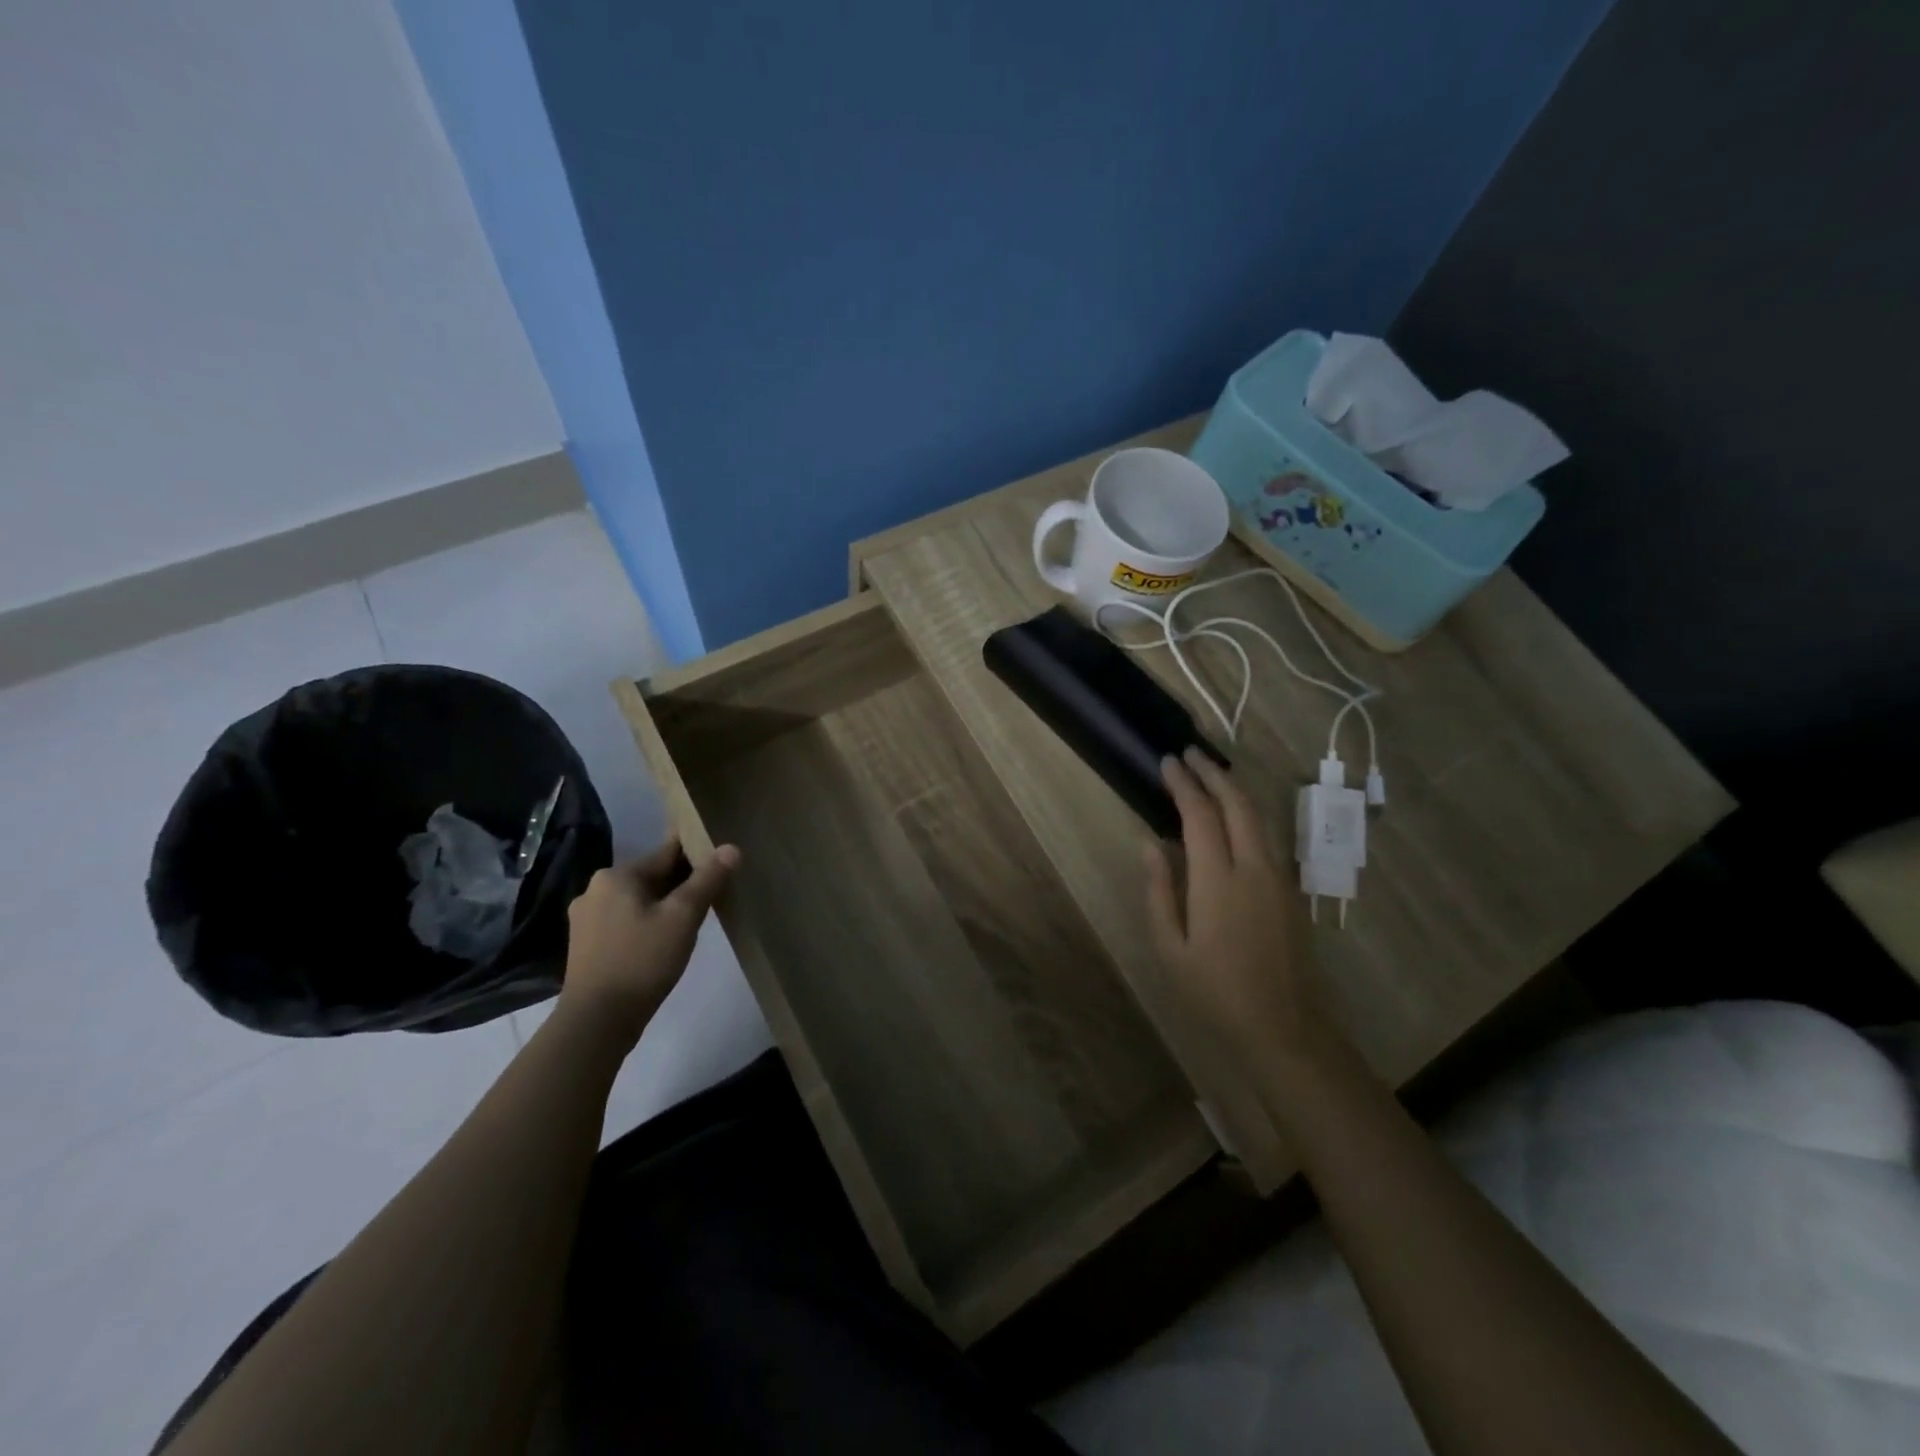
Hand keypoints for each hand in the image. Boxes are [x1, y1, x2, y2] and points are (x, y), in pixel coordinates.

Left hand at [560, 838, 739, 1040]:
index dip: (698, 855)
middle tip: (712, 897)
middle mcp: (596, 888)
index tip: (721, 864)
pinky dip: (646, 923)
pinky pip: (625, 920)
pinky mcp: (585, 943)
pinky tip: (663, 941)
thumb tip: (731, 848)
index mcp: (617, 875)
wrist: (597, 1021)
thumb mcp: (684, 917)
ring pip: (638, 900)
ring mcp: (586, 918)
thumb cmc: (643, 960)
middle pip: (652, 876)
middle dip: (681, 884)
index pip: (667, 853)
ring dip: (664, 905)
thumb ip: (708, 879)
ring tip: (691, 922)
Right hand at [1145, 749, 1330, 1064]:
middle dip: (1212, 773)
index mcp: (1219, 881)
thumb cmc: (1215, 992)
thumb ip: (1159, 890)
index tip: (1167, 762)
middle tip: (1188, 754)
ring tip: (1209, 773)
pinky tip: (1230, 815)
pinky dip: (1246, 812)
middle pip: (1237, 804)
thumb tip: (1149, 843)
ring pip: (1258, 816)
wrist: (1284, 1027)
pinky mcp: (1290, 890)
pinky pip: (1266, 836)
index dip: (1183, 784)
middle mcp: (1254, 868)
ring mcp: (1278, 877)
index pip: (1200, 815)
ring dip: (1233, 789)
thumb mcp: (1170, 948)